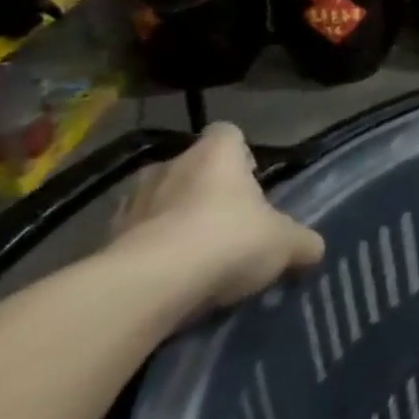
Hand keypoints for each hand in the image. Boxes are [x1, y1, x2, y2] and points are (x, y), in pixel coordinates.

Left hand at [104, 122, 323, 312]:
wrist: (149, 285)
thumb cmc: (227, 241)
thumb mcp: (285, 244)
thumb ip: (302, 242)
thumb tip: (313, 248)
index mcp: (216, 154)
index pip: (228, 133)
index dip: (240, 153)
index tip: (251, 178)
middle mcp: (170, 165)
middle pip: (191, 167)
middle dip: (204, 189)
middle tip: (226, 223)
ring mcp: (131, 201)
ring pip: (158, 201)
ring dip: (171, 219)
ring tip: (192, 254)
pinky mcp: (105, 240)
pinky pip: (134, 238)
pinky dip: (147, 251)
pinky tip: (165, 278)